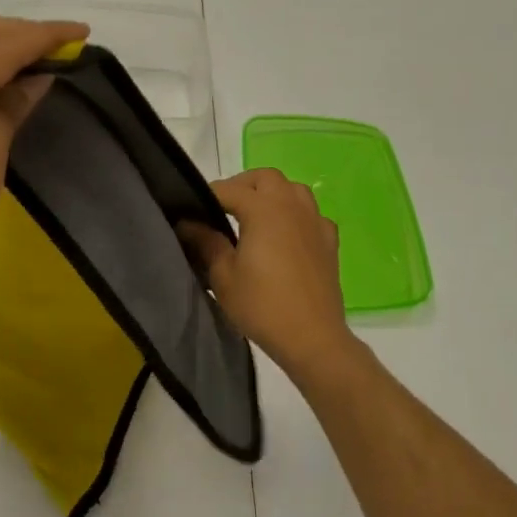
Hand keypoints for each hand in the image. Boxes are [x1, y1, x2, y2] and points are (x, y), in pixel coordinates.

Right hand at [180, 169, 354, 377]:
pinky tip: (287, 235)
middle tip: (224, 207)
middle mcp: (291, 206)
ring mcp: (315, 222)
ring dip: (272, 194)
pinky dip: (296, 216)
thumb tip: (188, 223)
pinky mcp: (329, 242)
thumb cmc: (262, 305)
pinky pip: (311, 215)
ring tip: (255, 216)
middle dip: (243, 186)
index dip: (207, 195)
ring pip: (293, 190)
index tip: (191, 209)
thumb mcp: (223, 276)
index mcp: (263, 210)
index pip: (229, 189)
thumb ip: (206, 242)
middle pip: (266, 178)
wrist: (312, 337)